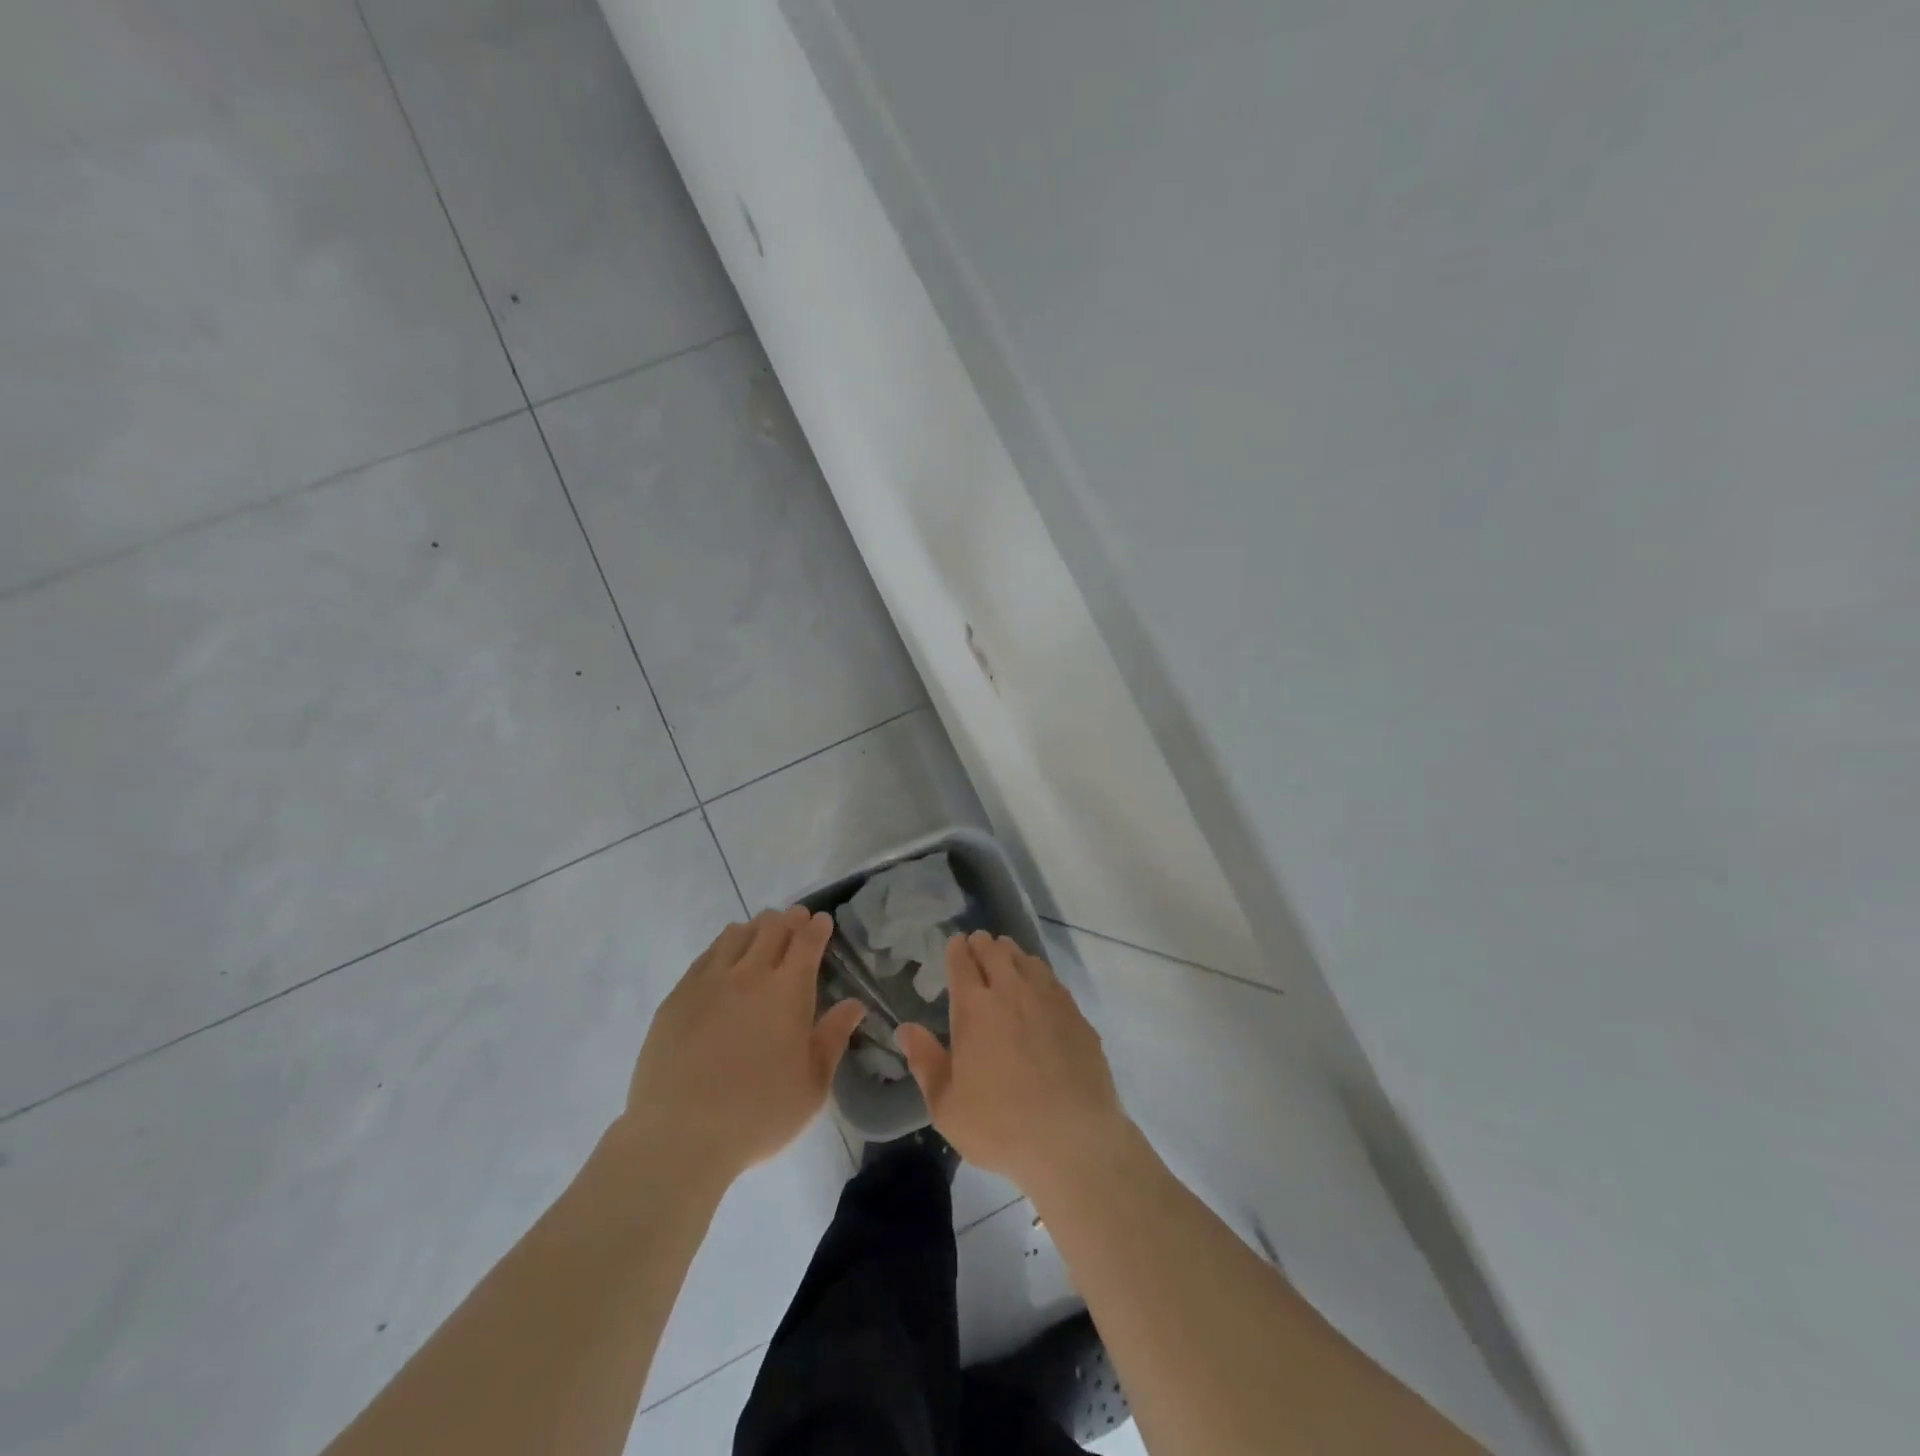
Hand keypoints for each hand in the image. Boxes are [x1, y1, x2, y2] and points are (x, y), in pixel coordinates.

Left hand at [622, 907, 866, 1186]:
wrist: (680, 1135)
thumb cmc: (758, 1114)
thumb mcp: (812, 1085)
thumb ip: (833, 1038)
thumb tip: (854, 1005)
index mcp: (788, 991)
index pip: (807, 941)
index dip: (817, 927)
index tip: (822, 921)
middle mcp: (750, 975)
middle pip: (772, 928)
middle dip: (789, 919)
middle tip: (796, 922)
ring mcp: (709, 982)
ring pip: (737, 934)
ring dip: (756, 928)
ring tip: (763, 934)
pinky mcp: (678, 996)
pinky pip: (706, 955)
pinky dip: (724, 945)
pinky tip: (726, 956)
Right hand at [895, 931, 1129, 1195]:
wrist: (1074, 1141)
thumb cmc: (1001, 1127)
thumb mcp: (947, 1106)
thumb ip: (925, 1061)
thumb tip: (905, 1029)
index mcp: (975, 1009)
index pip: (963, 963)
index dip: (957, 950)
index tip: (955, 944)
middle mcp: (1012, 993)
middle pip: (996, 952)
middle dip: (983, 944)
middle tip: (978, 944)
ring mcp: (1048, 1000)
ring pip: (1026, 960)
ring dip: (1012, 954)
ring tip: (1006, 957)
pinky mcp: (1076, 1015)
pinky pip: (1052, 980)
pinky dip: (1038, 973)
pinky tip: (1038, 986)